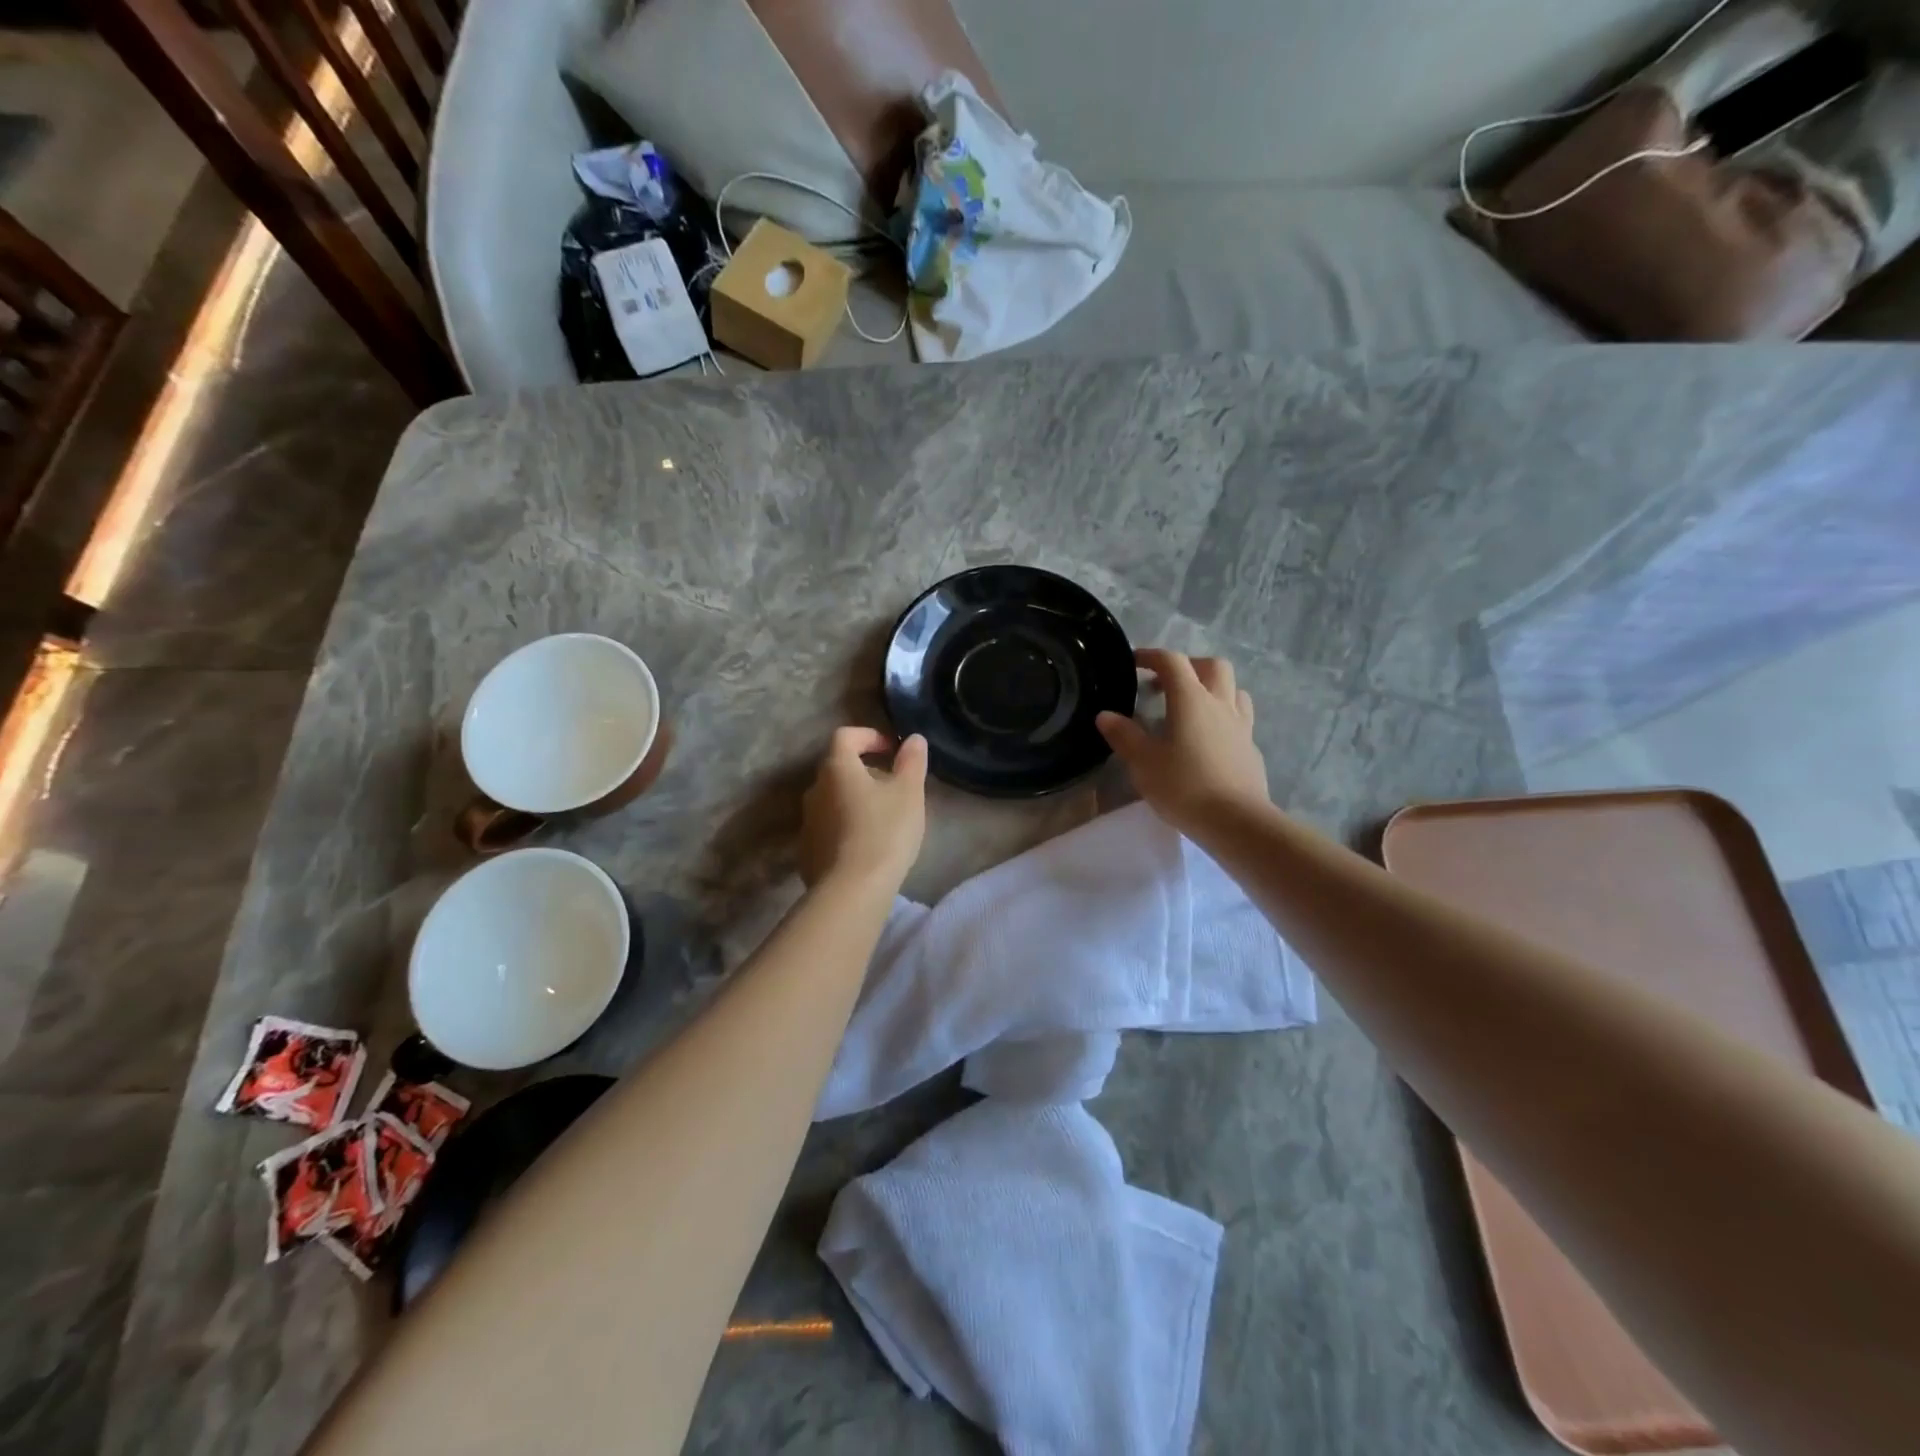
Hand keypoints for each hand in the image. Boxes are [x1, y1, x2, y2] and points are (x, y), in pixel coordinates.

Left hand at [797, 727, 928, 891]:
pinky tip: (866, 846)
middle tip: (893, 787)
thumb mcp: (909, 793)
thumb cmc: (884, 831)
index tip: (892, 750)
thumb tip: (914, 739)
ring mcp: (807, 822)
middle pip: (838, 768)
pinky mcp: (806, 851)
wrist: (851, 890)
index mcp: (837, 768)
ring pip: (833, 799)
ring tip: (883, 818)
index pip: (846, 736)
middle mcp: (814, 789)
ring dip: (855, 800)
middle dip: (865, 771)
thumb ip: (912, 761)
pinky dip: (846, 826)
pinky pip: (828, 827)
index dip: (869, 736)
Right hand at [1096, 649, 1269, 835]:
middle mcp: (1220, 704)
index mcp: (1191, 700)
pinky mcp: (1251, 748)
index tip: (1134, 662)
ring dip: (1212, 688)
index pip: (1172, 662)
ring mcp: (1241, 726)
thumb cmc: (1184, 786)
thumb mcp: (1143, 763)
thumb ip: (1124, 735)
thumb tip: (1105, 715)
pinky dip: (1223, 717)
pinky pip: (1239, 719)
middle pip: (1211, 666)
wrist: (1237, 821)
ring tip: (1192, 707)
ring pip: (1233, 689)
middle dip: (1188, 666)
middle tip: (1166, 684)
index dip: (1151, 656)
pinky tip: (1209, 739)